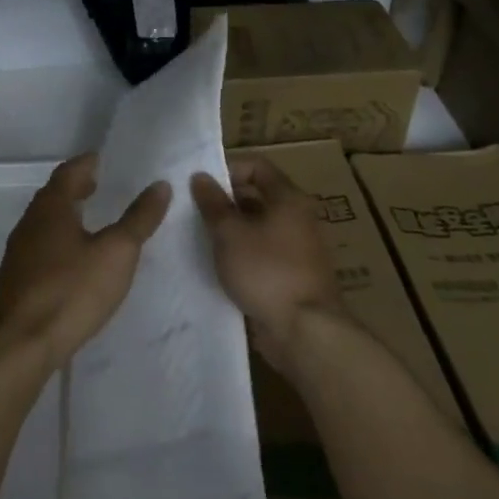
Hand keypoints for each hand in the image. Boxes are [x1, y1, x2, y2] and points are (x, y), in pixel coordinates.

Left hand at [0, 154, 171, 375]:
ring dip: (67, 215)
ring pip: (46, 222)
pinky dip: (59, 240)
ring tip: (90, 219)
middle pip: (54, 195)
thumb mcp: (116, 253)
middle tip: (99, 184)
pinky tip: (73, 259)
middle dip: (76, 188)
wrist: (20, 345)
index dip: (86, 164)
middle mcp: (30, 222)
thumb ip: (139, 219)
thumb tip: (160, 184)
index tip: (102, 159)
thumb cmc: (71, 290)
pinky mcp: (17, 280)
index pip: (69, 172)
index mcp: (52, 207)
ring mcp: (19, 253)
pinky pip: (41, 247)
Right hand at [190, 156, 342, 368]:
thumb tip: (200, 176)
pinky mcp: (291, 275)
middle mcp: (297, 218)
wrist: (305, 332)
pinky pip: (262, 253)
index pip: (257, 166)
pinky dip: (241, 253)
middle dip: (225, 201)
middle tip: (193, 211)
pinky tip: (218, 264)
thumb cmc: (266, 271)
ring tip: (199, 238)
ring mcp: (297, 248)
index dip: (228, 169)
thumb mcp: (230, 233)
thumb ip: (213, 203)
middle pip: (257, 196)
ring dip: (231, 230)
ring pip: (257, 227)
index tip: (201, 185)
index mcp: (288, 199)